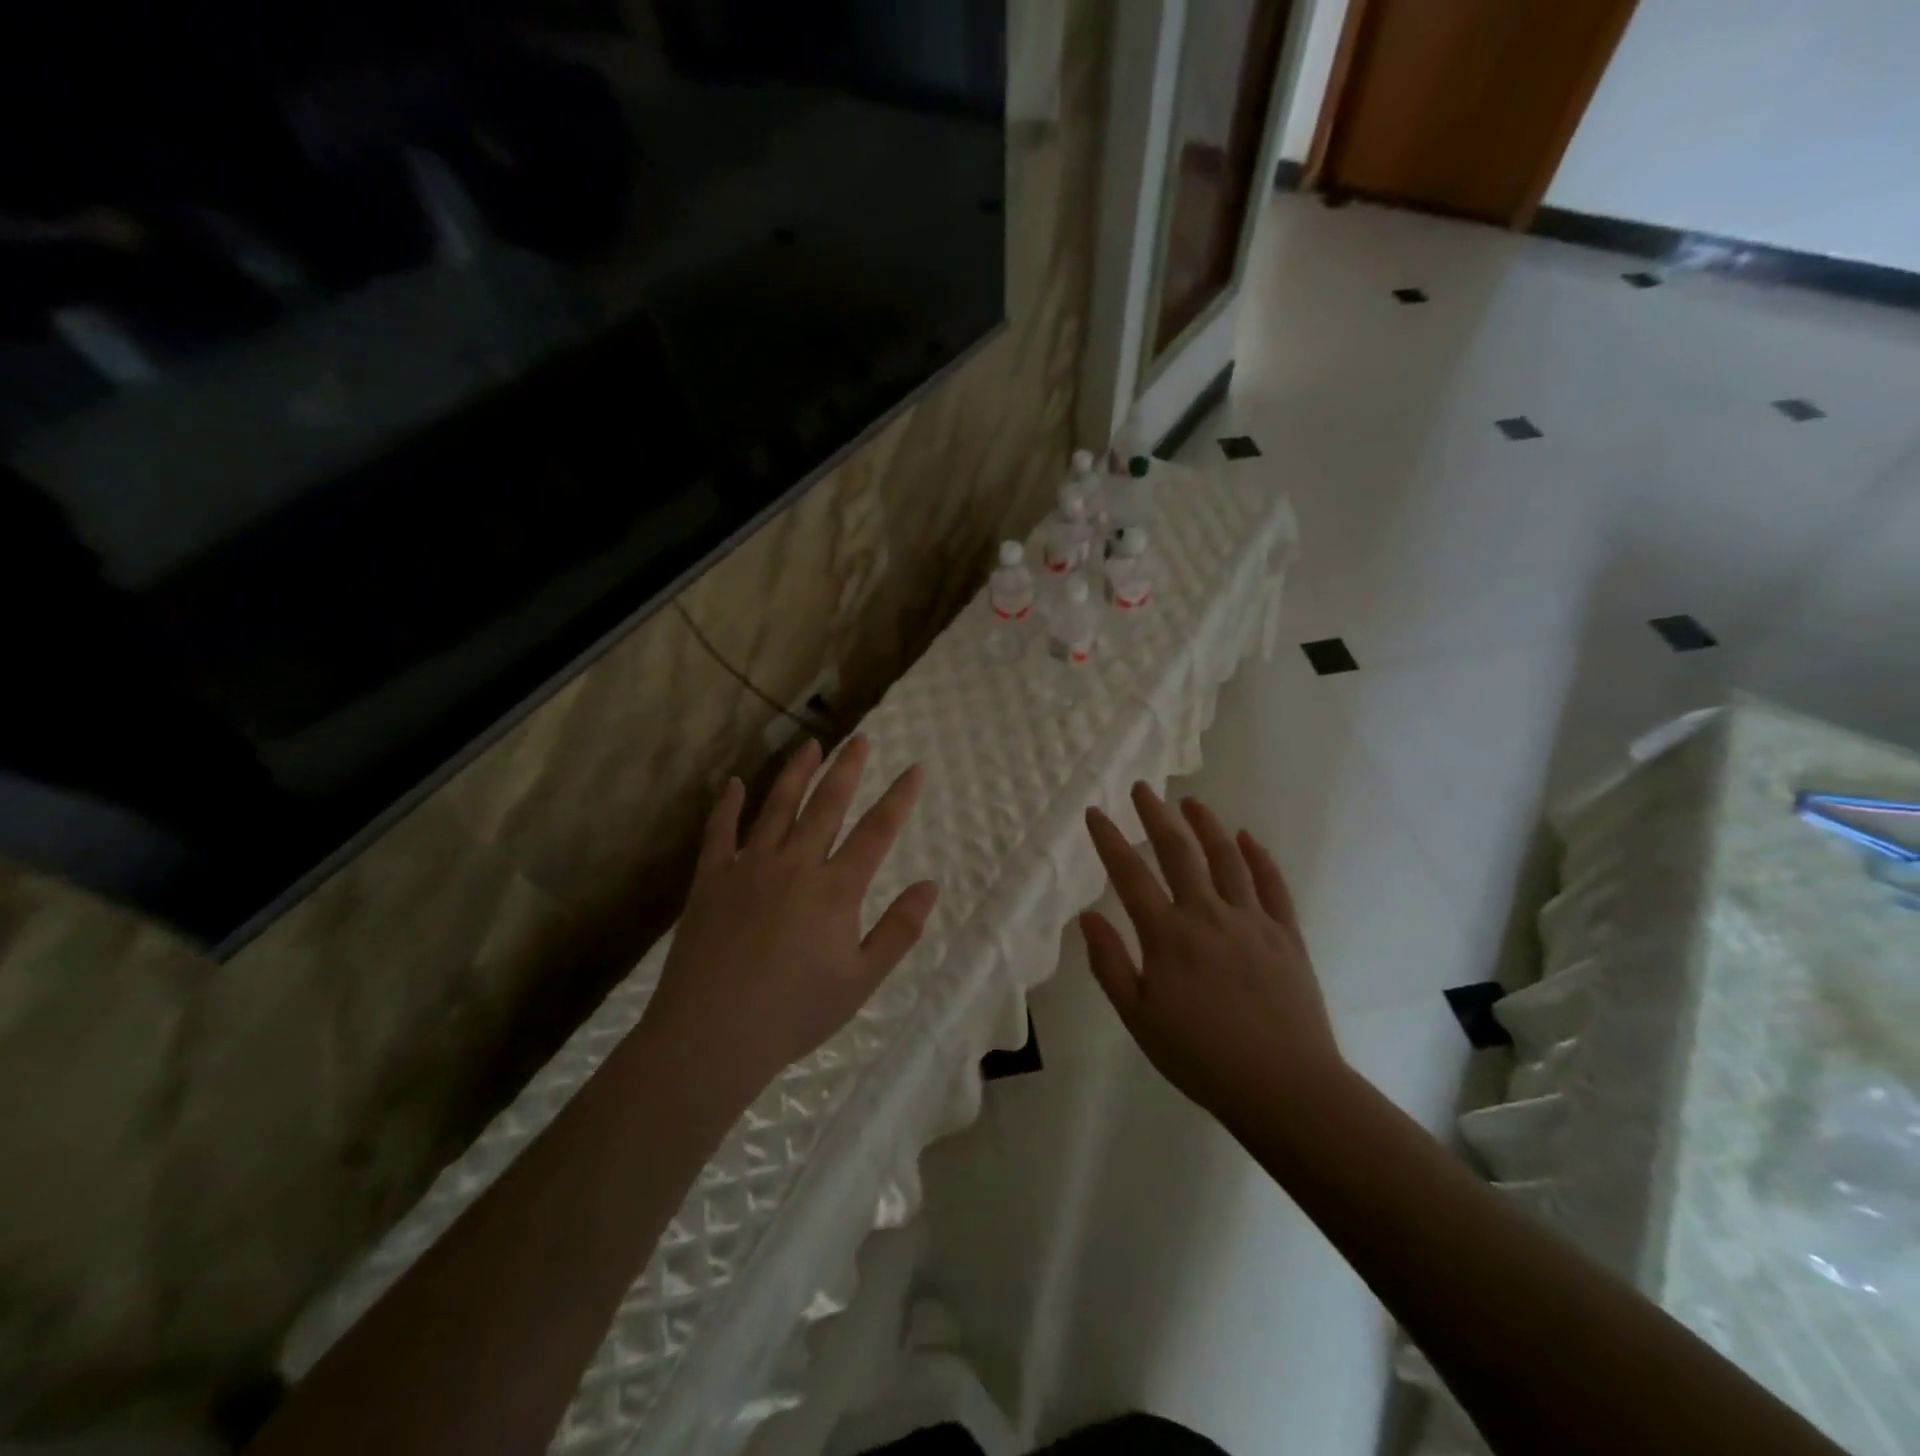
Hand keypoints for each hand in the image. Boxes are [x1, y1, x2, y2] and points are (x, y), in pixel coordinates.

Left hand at [641, 736, 937, 1110]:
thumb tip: (930, 885)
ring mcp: (748, 867)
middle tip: (861, 739)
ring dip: (797, 773)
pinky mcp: (711, 879)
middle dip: (848, 768)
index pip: (876, 831)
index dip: (899, 798)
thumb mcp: (861, 981)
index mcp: (835, 889)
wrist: (711, 1034)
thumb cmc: (795, 1013)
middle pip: (827, 805)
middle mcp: (795, 865)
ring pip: (778, 807)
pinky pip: (720, 832)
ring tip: (812, 745)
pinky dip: (727, 805)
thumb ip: (898, 930)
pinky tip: (733, 783)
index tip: (914, 769)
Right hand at [1081, 783, 1343, 1127]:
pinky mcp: (1286, 935)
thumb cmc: (1200, 1057)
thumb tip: (1088, 917)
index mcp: (1167, 936)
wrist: (1284, 1087)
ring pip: (1227, 858)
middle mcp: (1208, 915)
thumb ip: (1110, 964)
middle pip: (1179, 852)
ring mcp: (1251, 921)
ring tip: (1192, 802)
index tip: (1095, 812)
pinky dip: (1259, 857)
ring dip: (1206, 825)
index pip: (1130, 875)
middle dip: (1156, 815)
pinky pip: (1272, 885)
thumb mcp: (1138, 1018)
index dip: (1109, 840)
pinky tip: (1248, 838)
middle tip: (1143, 788)